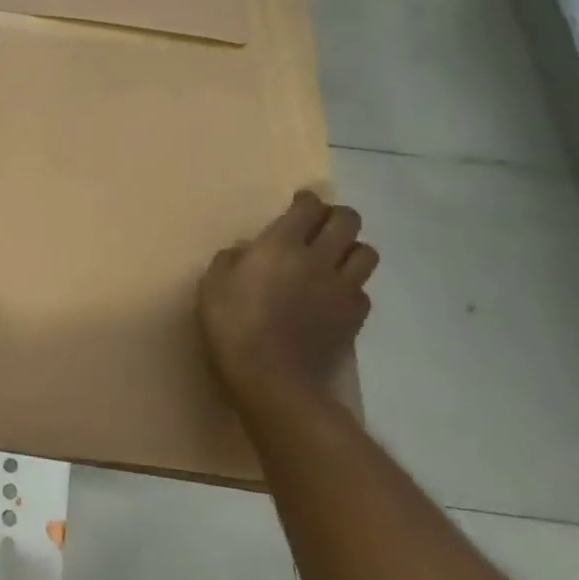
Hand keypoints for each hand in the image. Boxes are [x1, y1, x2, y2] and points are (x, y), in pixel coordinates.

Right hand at [198, 189, 378, 409]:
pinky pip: (363, 290)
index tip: (299, 204)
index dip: (306, 200)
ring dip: (351, 249)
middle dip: (335, 216)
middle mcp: (318, 258)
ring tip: (335, 259)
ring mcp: (342, 288)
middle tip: (319, 226)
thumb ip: (229, 260)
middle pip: (347, 220)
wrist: (272, 379)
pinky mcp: (355, 317)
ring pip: (366, 252)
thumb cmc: (233, 327)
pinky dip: (352, 287)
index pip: (308, 207)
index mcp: (281, 245)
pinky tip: (334, 296)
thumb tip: (246, 251)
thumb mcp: (212, 286)